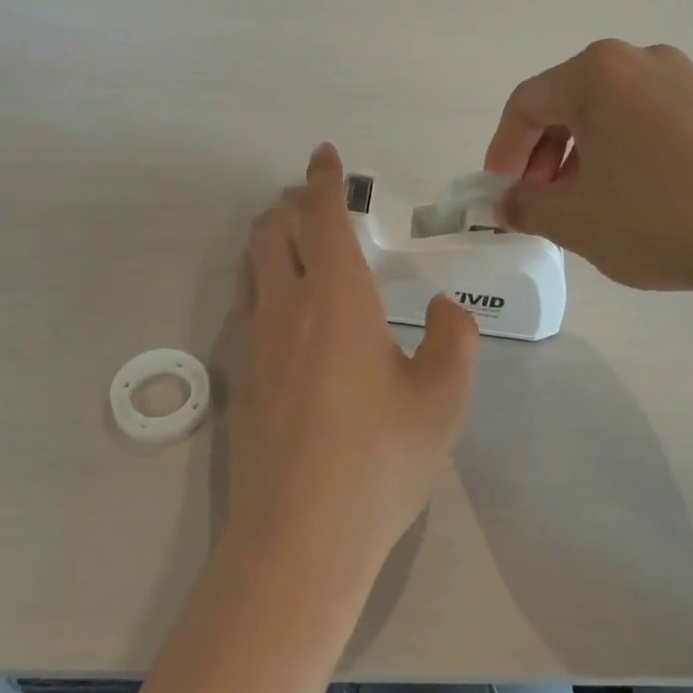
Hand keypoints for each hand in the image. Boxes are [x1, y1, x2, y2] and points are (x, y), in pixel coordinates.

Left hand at [226, 143, 478, 585]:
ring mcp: (253, 344)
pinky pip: (244, 306)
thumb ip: (453, 340)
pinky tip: (280, 309)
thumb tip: (444, 308)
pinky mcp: (239, 379)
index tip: (324, 154)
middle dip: (290, 203)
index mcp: (336, 299)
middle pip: (271, 231)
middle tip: (314, 201)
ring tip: (293, 241)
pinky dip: (260, 281)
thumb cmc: (379, 462)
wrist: (298, 538)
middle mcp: (285, 307)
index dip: (323, 180)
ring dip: (269, 239)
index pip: (322, 217)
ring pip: (251, 266)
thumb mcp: (441, 400)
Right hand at [484, 40, 692, 296]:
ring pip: (607, 115)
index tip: (499, 194)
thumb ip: (524, 206)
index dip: (502, 152)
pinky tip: (631, 199)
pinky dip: (620, 155)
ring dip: (579, 158)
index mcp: (596, 73)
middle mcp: (639, 60)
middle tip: (538, 204)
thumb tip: (504, 202)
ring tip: (583, 207)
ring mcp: (685, 80)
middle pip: (566, 103)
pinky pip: (645, 123)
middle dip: (541, 156)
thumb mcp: (574, 220)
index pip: (525, 104)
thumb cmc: (661, 218)